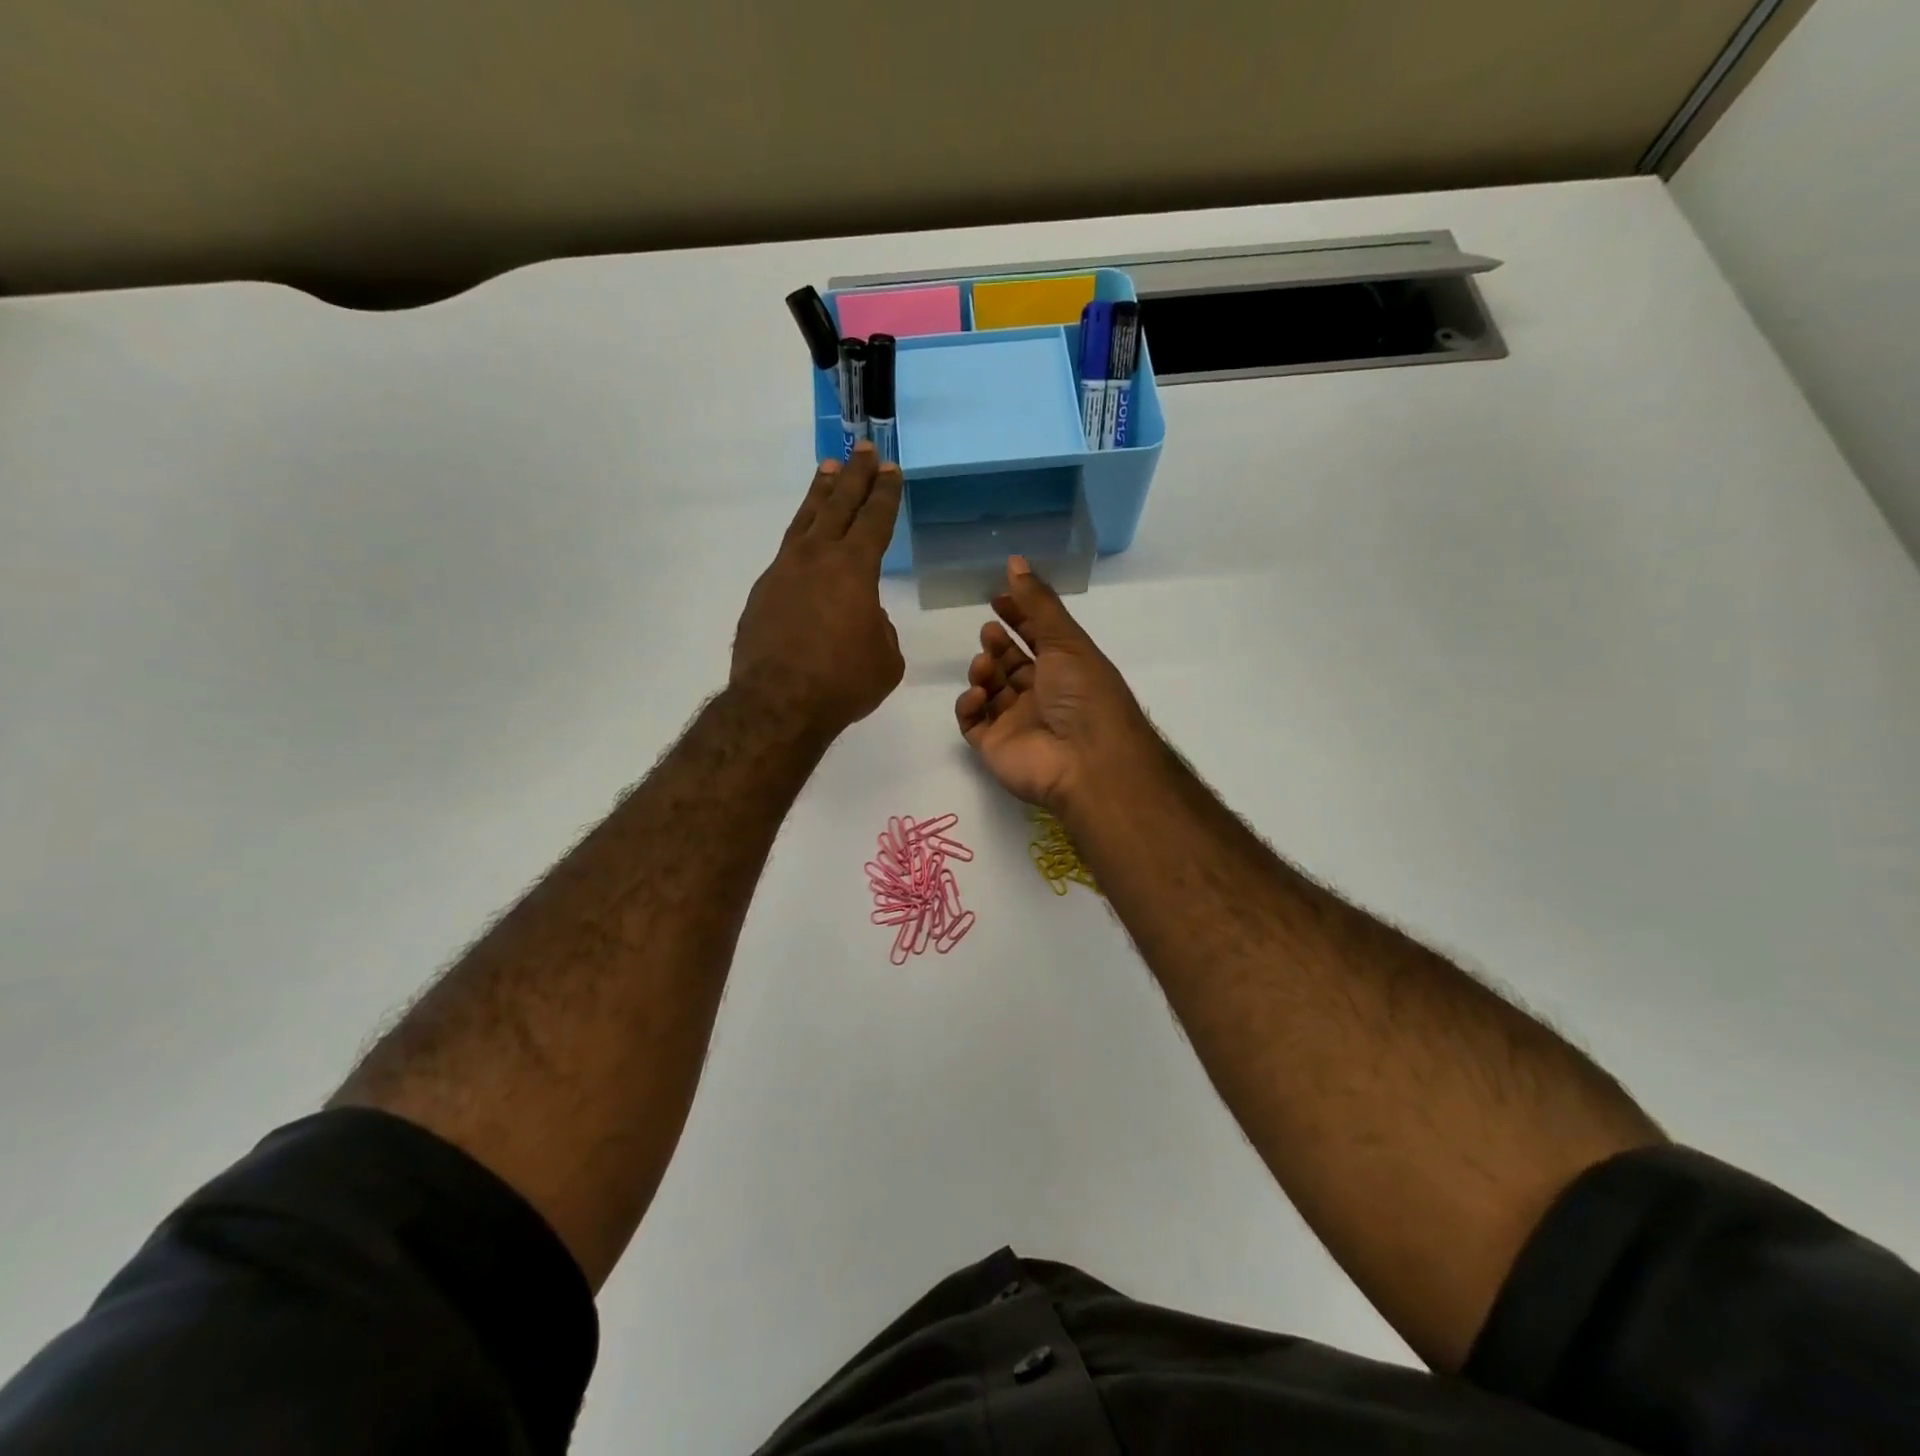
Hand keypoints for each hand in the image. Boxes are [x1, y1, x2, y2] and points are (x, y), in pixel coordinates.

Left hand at [732, 445, 904, 739]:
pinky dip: (800, 540)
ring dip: (820, 494)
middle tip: (863, 449)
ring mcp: (783, 572)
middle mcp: (816, 558)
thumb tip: (863, 617)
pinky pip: (786, 555)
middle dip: (855, 476)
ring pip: (805, 521)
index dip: (885, 494)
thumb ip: (879, 628)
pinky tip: (804, 543)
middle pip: (838, 505)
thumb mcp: (885, 659)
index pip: (874, 520)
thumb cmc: (843, 682)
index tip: (890, 469)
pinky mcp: (761, 594)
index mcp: (854, 569)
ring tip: (828, 470)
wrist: (778, 704)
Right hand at [956, 556, 1158, 811]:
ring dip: (983, 671)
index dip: (1017, 617)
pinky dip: (969, 705)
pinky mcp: (994, 746)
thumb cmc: (1083, 694)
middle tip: (989, 633)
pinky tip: (978, 696)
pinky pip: (972, 722)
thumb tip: (1014, 561)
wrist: (1085, 759)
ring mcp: (1016, 722)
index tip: (997, 598)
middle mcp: (1041, 695)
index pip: (1036, 638)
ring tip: (985, 667)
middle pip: (1010, 664)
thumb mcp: (1065, 639)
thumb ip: (1037, 602)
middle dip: (997, 645)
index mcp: (1065, 670)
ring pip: (989, 690)